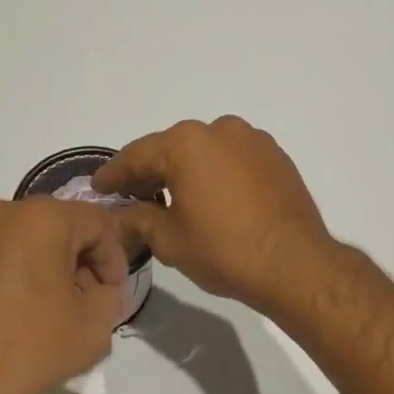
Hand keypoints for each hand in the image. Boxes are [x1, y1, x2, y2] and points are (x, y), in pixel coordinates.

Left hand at [0, 198, 130, 393]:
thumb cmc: (26, 354)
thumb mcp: (93, 329)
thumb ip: (109, 297)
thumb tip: (99, 291)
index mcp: (41, 219)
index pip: (97, 223)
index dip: (114, 259)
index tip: (112, 295)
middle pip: (55, 226)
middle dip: (76, 260)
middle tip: (83, 301)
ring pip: (18, 239)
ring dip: (40, 266)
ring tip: (44, 310)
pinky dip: (5, 276)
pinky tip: (6, 316)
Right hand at [93, 116, 340, 320]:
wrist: (295, 264)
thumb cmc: (225, 250)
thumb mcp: (170, 240)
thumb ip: (138, 219)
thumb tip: (122, 214)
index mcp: (187, 143)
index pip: (137, 155)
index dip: (114, 175)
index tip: (98, 188)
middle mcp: (219, 129)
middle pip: (171, 148)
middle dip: (149, 172)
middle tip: (130, 197)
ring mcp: (252, 140)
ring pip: (204, 151)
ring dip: (185, 170)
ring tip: (171, 199)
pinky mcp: (275, 155)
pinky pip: (232, 158)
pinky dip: (215, 172)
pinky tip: (211, 197)